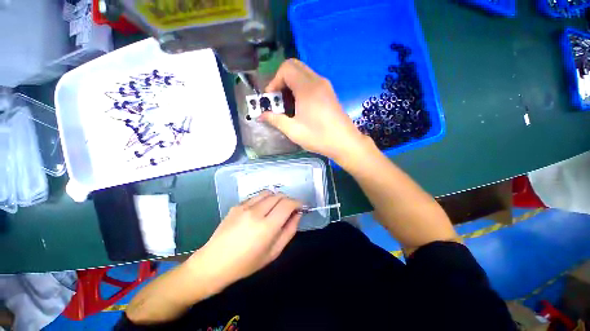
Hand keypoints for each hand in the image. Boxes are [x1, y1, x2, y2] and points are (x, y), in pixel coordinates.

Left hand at [189, 191, 301, 289]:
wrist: (214, 263)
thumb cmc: (246, 263)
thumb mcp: (273, 252)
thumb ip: (289, 231)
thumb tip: (297, 214)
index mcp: (266, 226)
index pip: (287, 204)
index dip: (297, 202)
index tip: (300, 206)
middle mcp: (256, 212)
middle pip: (279, 196)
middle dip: (288, 199)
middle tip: (289, 209)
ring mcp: (244, 206)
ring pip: (268, 193)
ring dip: (276, 197)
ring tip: (276, 208)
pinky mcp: (237, 205)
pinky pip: (256, 196)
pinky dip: (264, 199)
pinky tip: (261, 210)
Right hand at [260, 59, 366, 161]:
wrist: (345, 143)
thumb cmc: (319, 137)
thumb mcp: (293, 130)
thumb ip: (275, 120)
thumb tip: (261, 115)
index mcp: (307, 88)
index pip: (286, 68)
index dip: (274, 81)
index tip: (272, 99)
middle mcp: (317, 81)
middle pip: (294, 67)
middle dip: (281, 80)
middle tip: (278, 99)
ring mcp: (325, 86)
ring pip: (303, 73)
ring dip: (291, 84)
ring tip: (287, 104)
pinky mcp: (329, 92)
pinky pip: (311, 81)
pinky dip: (300, 88)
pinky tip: (300, 106)